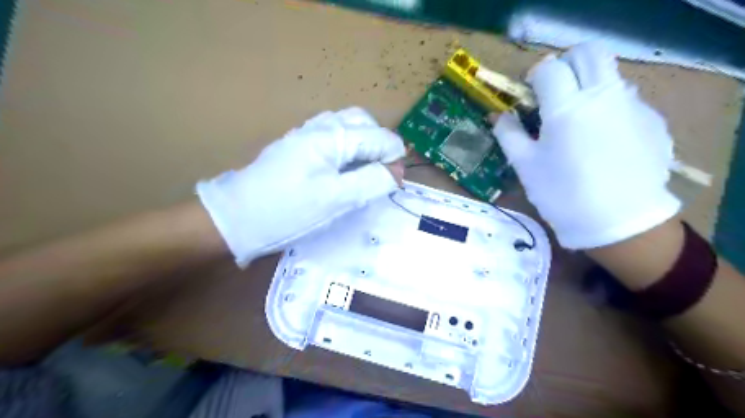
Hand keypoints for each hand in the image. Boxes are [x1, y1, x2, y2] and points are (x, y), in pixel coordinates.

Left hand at [198, 106, 405, 264]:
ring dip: (365, 143)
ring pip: (348, 126)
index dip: (394, 158)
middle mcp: (321, 126)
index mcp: (332, 136)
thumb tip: (397, 172)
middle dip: (380, 145)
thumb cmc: (288, 210)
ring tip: (366, 171)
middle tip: (382, 174)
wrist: (237, 217)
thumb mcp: (335, 200)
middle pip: (364, 122)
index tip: (395, 184)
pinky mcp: (299, 145)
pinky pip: (333, 135)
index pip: (379, 137)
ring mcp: (307, 133)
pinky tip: (344, 168)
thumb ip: (371, 181)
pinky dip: (348, 146)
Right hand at [493, 45, 678, 249]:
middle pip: (588, 52)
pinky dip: (608, 106)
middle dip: (567, 63)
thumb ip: (508, 133)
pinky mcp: (651, 120)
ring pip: (609, 73)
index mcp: (566, 107)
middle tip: (554, 89)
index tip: (529, 93)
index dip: (534, 76)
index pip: (549, 68)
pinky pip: (626, 98)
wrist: (618, 222)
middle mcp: (603, 95)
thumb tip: (498, 115)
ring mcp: (632, 105)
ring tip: (577, 118)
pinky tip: (602, 138)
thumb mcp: (525, 165)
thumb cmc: (561, 194)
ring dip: (588, 83)